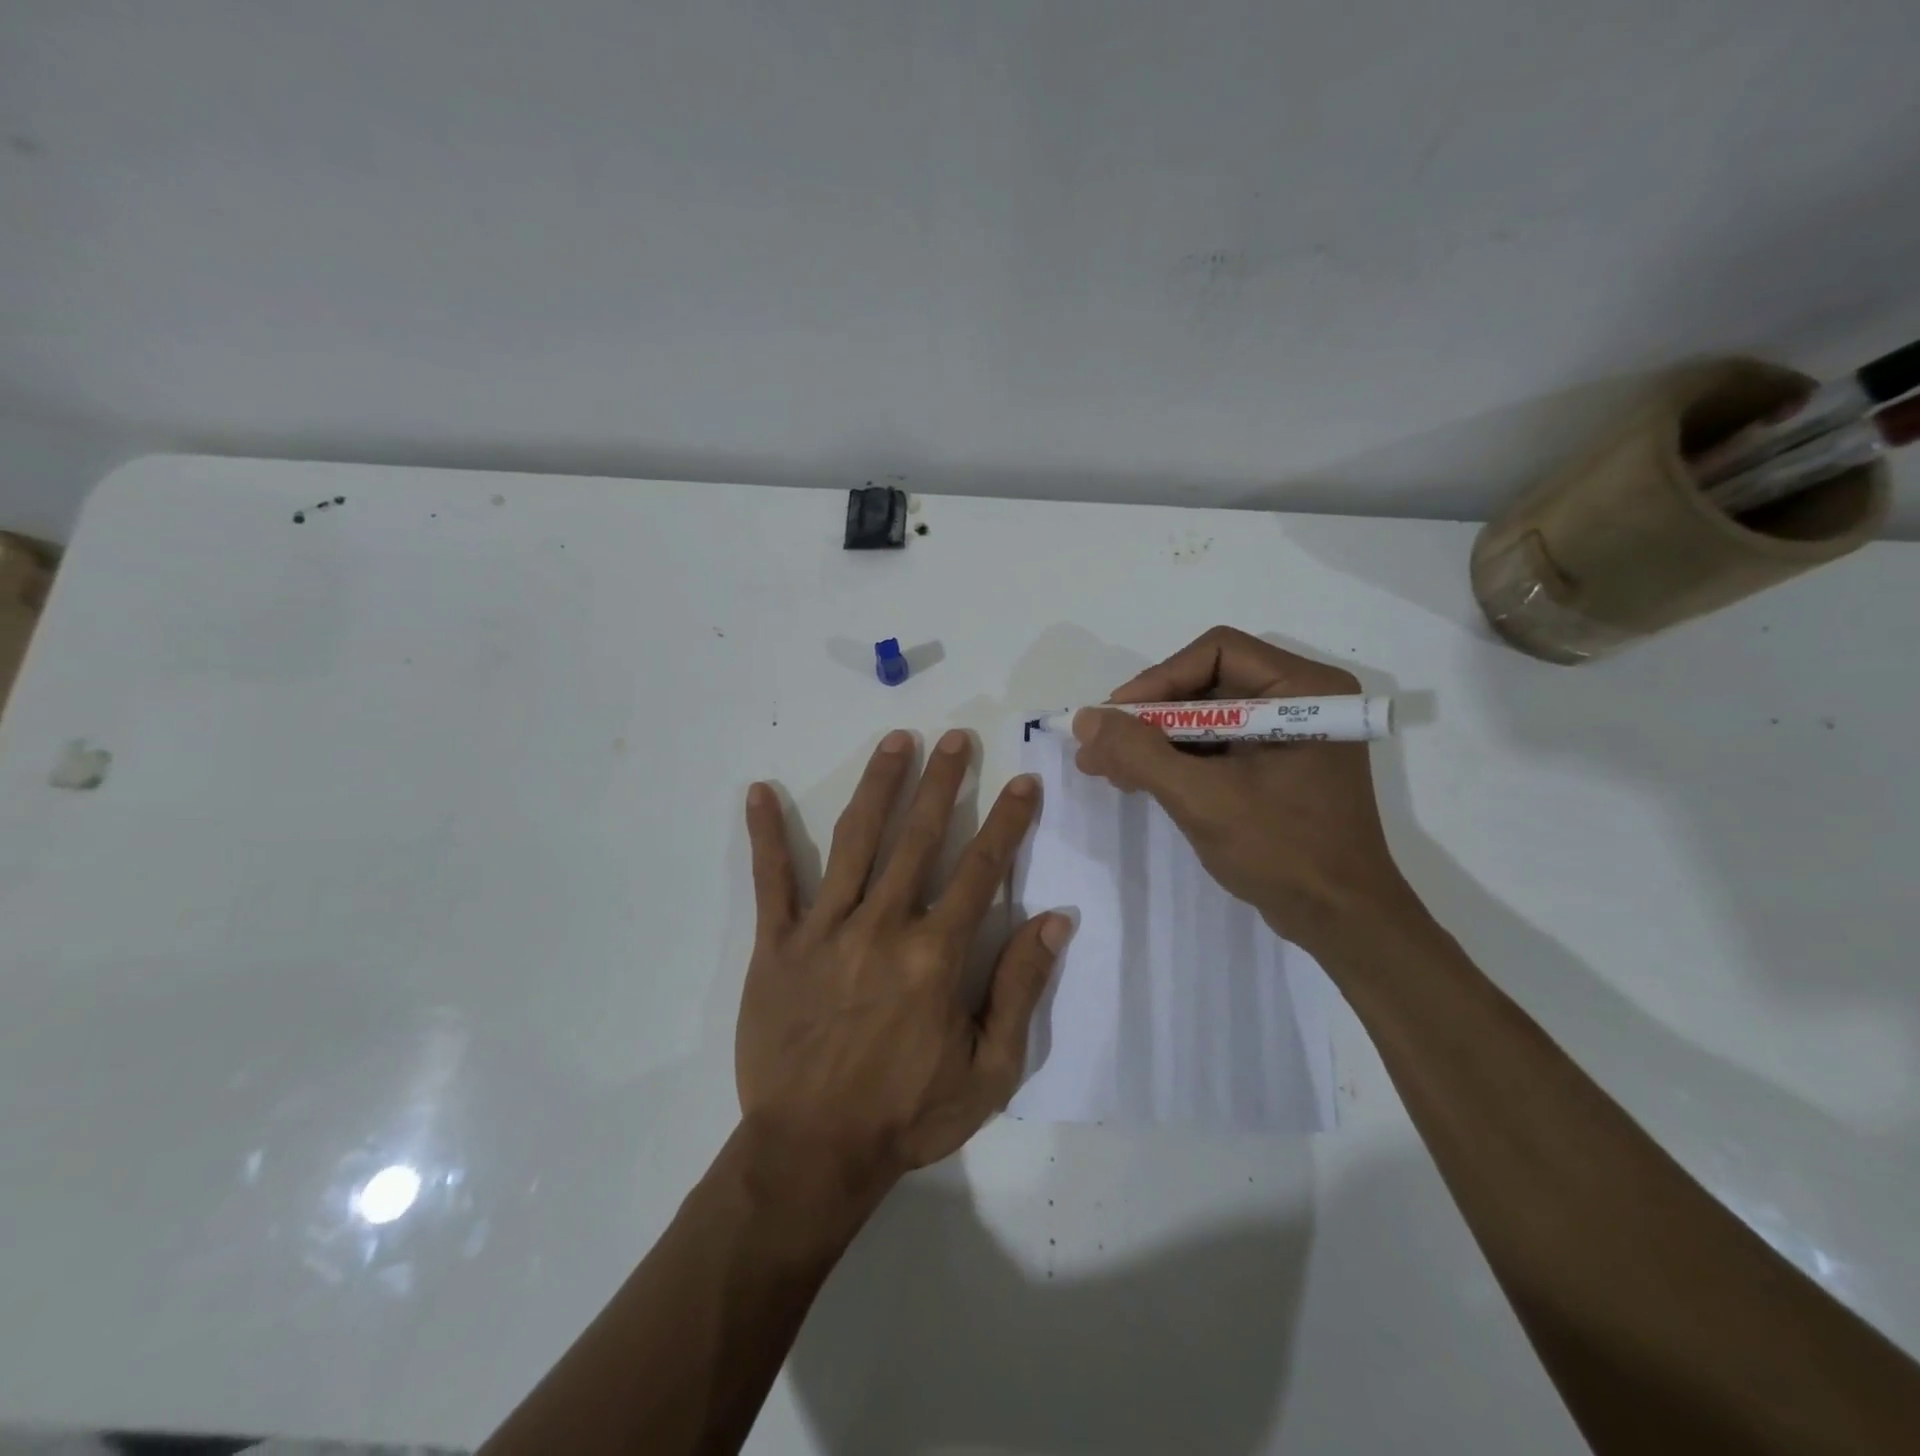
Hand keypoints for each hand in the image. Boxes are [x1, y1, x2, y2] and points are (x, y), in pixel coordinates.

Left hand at [736, 729, 1069, 1194]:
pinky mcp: (775, 945)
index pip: (981, 870)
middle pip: (919, 838)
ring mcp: (823, 930)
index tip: (1022, 780)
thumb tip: (1054, 919)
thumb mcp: (990, 1071)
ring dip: (878, 786)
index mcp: (935, 955)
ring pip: (855, 841)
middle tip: (957, 737)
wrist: (812, 1153)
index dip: (1007, 822)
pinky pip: (771, 881)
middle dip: (943, 782)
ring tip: (895, 741)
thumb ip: (1021, 989)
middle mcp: (882, 926)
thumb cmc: (907, 1114)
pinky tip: (758, 792)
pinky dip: (766, 835)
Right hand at [1070, 627, 1410, 954]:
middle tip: (1100, 745)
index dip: (1158, 679)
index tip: (1115, 718)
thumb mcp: (1202, 799)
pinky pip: (1215, 745)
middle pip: (1206, 683)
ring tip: (1106, 767)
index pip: (1216, 652)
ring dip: (1154, 740)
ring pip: (1205, 716)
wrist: (1340, 921)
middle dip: (1149, 716)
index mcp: (1304, 690)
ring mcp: (1289, 734)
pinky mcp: (1276, 764)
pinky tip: (1137, 779)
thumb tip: (1085, 718)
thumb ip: (1140, 753)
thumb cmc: (1282, 852)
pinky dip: (1175, 759)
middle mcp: (1300, 699)